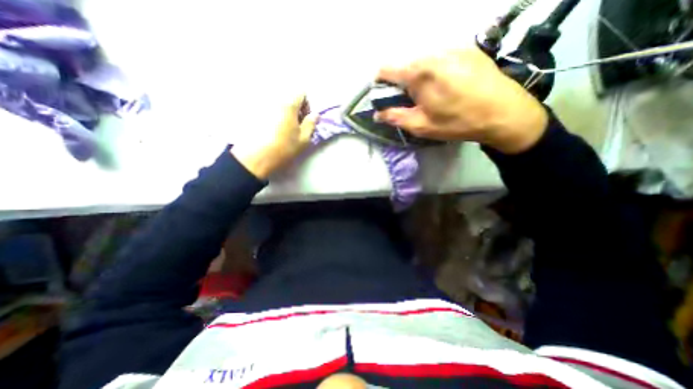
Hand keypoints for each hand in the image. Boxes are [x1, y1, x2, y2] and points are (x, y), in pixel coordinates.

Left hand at [232, 94, 318, 178]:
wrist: (256, 157)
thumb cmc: (283, 148)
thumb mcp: (303, 139)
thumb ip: (311, 124)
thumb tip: (315, 114)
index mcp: (288, 104)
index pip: (301, 93)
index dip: (306, 105)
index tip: (305, 119)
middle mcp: (273, 99)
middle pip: (288, 96)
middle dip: (295, 108)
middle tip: (295, 125)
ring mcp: (261, 105)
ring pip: (277, 103)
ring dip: (283, 112)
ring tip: (283, 128)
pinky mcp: (252, 112)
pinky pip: (266, 108)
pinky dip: (272, 115)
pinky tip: (271, 130)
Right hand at [376, 47, 550, 152]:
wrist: (504, 113)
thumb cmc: (458, 122)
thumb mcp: (422, 126)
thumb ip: (395, 117)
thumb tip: (377, 113)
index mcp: (419, 73)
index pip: (386, 69)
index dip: (380, 82)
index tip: (383, 95)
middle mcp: (433, 53)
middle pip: (405, 64)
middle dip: (401, 82)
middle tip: (411, 101)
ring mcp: (453, 47)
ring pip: (423, 60)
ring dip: (419, 76)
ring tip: (431, 94)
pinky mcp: (468, 48)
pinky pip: (441, 58)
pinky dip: (435, 70)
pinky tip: (447, 85)